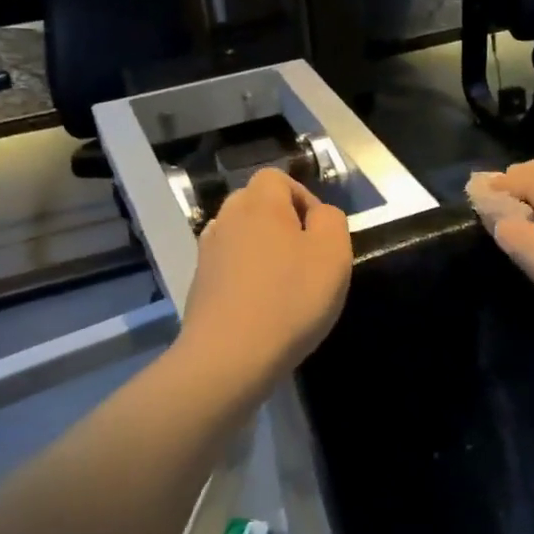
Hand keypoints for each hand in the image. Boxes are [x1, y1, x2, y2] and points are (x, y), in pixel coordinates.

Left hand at [179, 168, 351, 390]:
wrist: (230, 355)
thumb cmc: (291, 299)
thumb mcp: (333, 253)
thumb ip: (331, 220)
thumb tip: (317, 215)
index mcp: (260, 204)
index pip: (277, 178)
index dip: (302, 198)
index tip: (320, 234)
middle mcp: (227, 220)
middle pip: (255, 205)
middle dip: (282, 224)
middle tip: (306, 259)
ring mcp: (207, 254)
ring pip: (240, 237)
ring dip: (262, 252)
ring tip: (284, 285)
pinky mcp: (199, 286)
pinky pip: (229, 269)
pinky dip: (246, 278)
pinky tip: (262, 307)